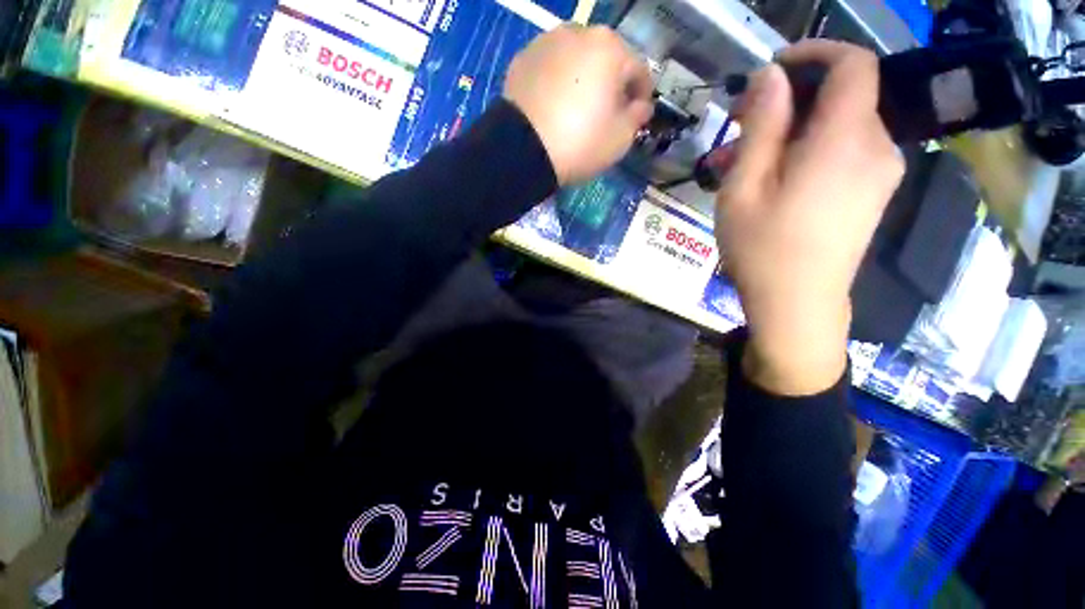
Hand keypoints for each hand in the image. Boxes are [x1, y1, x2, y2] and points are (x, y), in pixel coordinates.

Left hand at [504, 25, 652, 185]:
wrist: (524, 152)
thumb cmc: (580, 143)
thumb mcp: (620, 139)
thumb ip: (637, 117)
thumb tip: (641, 106)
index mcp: (610, 48)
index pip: (638, 70)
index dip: (641, 95)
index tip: (637, 115)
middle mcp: (578, 33)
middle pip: (606, 60)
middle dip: (611, 85)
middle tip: (606, 114)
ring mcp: (546, 43)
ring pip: (576, 61)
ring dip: (583, 80)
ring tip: (576, 109)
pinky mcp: (522, 60)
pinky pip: (550, 69)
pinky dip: (557, 83)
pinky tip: (553, 107)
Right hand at [716, 40, 903, 395]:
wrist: (797, 305)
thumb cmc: (762, 248)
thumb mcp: (744, 187)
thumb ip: (762, 125)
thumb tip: (770, 76)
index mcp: (845, 140)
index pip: (853, 64)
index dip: (815, 53)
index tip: (773, 68)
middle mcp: (877, 147)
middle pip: (842, 97)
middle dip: (791, 101)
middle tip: (739, 128)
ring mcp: (880, 172)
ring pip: (838, 127)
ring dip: (792, 132)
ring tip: (744, 162)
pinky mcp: (873, 192)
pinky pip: (844, 153)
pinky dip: (808, 152)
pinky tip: (773, 179)